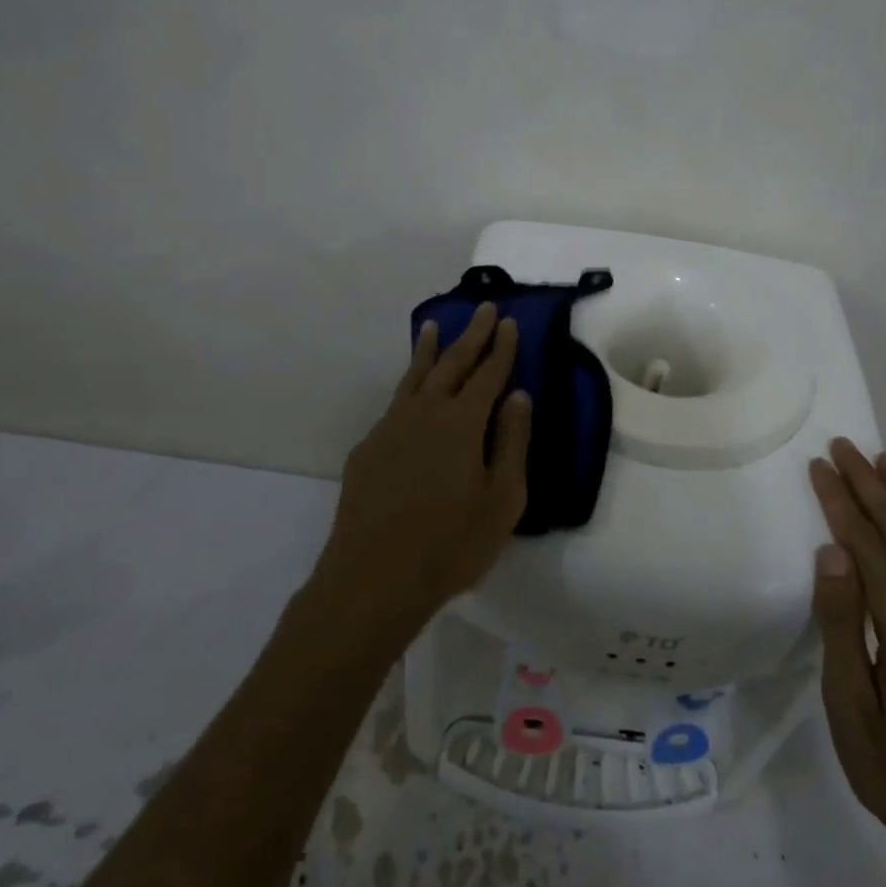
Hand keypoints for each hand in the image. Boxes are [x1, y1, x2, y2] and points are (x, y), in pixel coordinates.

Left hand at [308, 303, 530, 641]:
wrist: (373, 579)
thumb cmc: (451, 544)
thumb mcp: (503, 500)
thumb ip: (512, 442)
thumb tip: (518, 396)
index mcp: (462, 422)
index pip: (488, 373)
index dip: (501, 347)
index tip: (508, 321)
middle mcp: (425, 412)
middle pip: (452, 363)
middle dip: (471, 334)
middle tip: (482, 308)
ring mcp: (390, 427)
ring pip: (415, 377)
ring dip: (429, 350)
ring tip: (434, 326)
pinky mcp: (368, 448)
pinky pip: (394, 404)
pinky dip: (407, 385)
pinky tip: (410, 392)